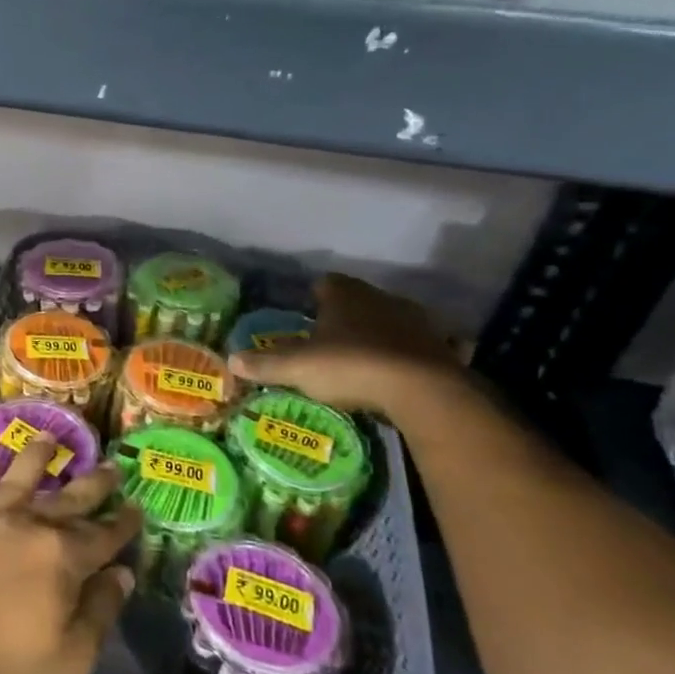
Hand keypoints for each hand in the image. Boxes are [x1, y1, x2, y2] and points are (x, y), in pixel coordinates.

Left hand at [0, 436, 141, 673]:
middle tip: (110, 466)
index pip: (103, 535)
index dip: (123, 523)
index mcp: (62, 557)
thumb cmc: (6, 672)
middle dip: (93, 483)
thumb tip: (121, 573)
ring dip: (36, 456)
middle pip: (68, 498)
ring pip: (17, 477)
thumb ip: (100, 611)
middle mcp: (28, 525)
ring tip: (48, 437)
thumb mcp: (72, 659)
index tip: (137, 507)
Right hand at [228, 273, 462, 417]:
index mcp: (345, 295)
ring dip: (380, 332)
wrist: (423, 391)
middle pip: (359, 299)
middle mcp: (381, 298)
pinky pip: (425, 344)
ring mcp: (416, 321)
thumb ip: (265, 363)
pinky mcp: (443, 347)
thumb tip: (232, 360)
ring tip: (365, 356)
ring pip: (392, 319)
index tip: (306, 311)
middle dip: (346, 314)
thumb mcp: (298, 368)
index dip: (315, 295)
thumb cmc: (350, 367)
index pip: (326, 283)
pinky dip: (414, 353)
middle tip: (330, 337)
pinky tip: (405, 370)